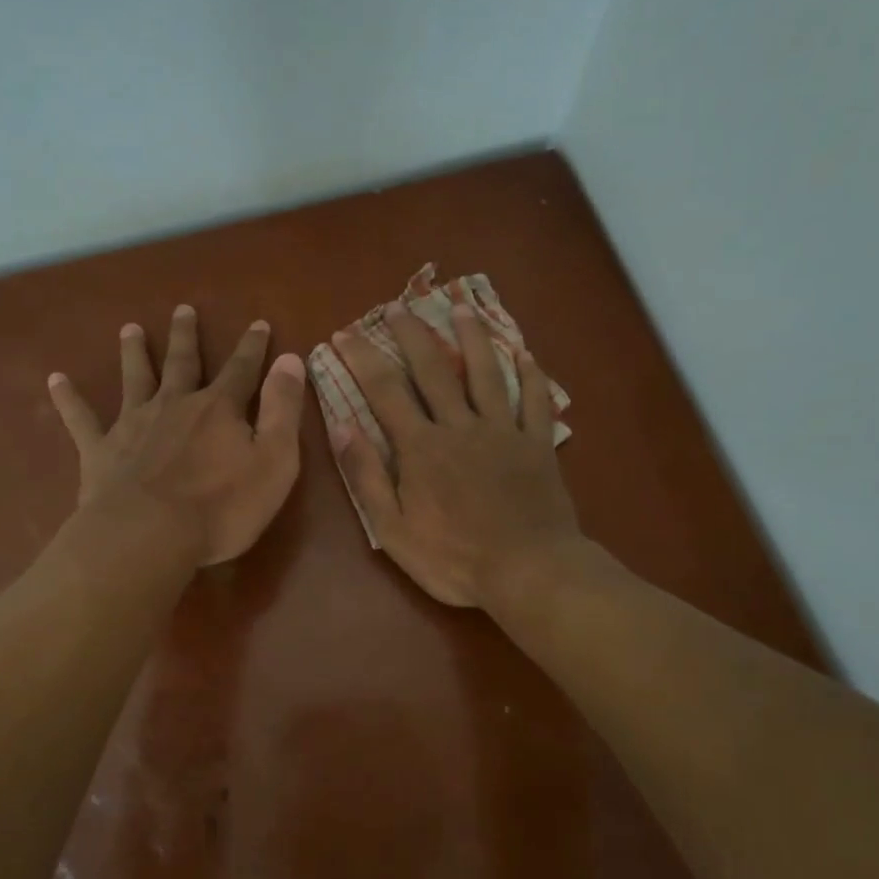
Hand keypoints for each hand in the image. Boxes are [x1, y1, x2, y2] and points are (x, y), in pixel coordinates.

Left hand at [48, 304, 306, 566]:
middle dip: (186, 337)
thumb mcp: (274, 461)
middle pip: (182, 363)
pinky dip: (68, 399)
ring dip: (133, 353)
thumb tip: (291, 359)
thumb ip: (283, 409)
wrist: (148, 536)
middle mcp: (174, 405)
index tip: (258, 323)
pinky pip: (81, 419)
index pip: (242, 369)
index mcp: (218, 409)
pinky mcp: (100, 451)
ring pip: (134, 379)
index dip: (253, 347)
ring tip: (130, 329)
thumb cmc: (221, 507)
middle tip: (183, 309)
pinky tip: (55, 379)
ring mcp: (133, 425)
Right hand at [330, 303, 581, 607]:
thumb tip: (342, 426)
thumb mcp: (393, 529)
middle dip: (412, 335)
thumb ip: (367, 476)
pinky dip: (531, 374)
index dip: (362, 359)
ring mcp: (503, 431)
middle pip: (433, 370)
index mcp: (421, 447)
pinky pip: (535, 400)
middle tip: (398, 306)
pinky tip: (525, 352)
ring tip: (461, 308)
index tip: (343, 334)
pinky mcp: (537, 444)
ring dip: (471, 338)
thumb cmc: (454, 559)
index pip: (384, 391)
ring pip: (486, 373)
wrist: (528, 571)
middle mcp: (460, 426)